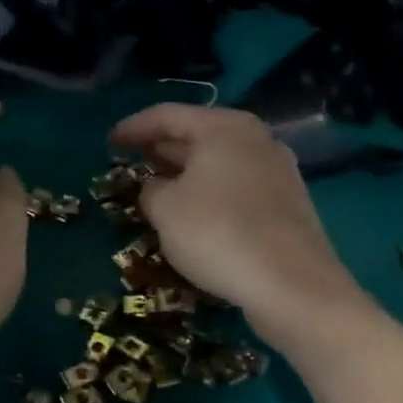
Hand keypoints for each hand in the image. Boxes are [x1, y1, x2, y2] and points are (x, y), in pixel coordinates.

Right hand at [109, 104, 368, 349]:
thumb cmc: (219, 234)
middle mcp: (255, 140)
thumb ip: (150, 189)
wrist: (293, 287)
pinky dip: (209, 192)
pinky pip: (236, 187)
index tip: (109, 143)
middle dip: (161, 149)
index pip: (167, 115)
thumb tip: (156, 188)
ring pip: (218, 163)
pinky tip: (193, 214)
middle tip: (130, 164)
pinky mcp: (286, 204)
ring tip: (156, 189)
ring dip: (185, 173)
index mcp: (225, 127)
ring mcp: (277, 171)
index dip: (133, 128)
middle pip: (197, 135)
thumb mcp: (165, 209)